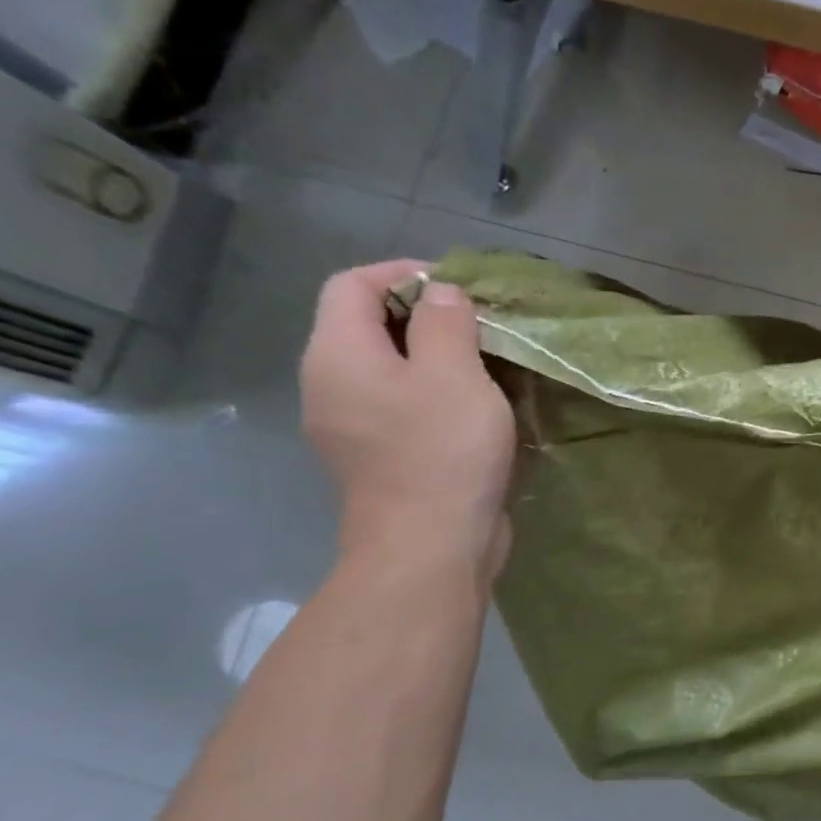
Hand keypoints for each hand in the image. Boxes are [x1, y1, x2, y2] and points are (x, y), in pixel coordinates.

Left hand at [300, 262, 516, 580]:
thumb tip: (442, 295)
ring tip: (489, 365)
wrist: (429, 546)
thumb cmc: (442, 452)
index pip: (354, 285)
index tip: (463, 289)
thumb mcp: (455, 375)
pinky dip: (435, 393)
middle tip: (484, 327)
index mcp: (339, 355)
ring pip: (388, 368)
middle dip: (426, 316)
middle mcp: (331, 384)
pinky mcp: (378, 456)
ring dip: (436, 357)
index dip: (406, 273)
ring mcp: (351, 425)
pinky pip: (400, 405)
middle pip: (368, 325)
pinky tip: (477, 410)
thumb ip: (446, 324)